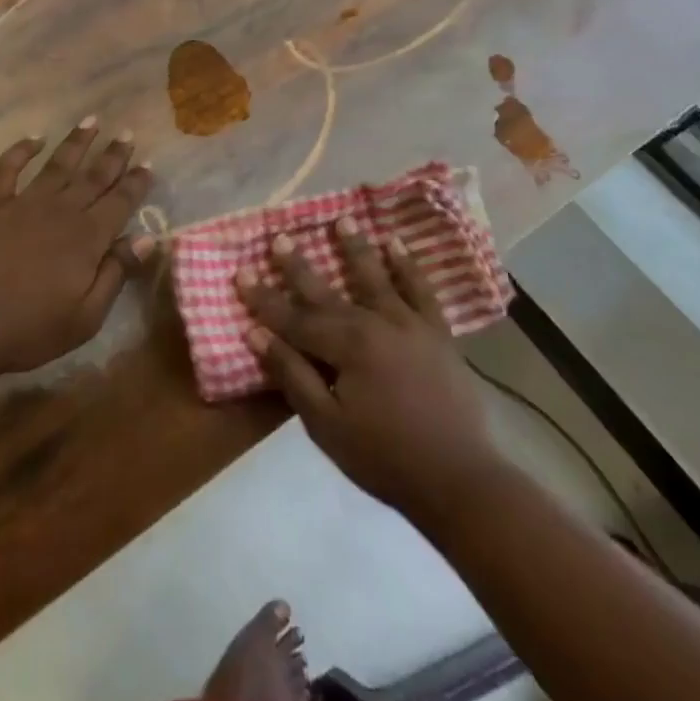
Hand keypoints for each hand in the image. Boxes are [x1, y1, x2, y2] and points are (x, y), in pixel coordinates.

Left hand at [0, 119, 153, 376]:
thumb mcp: (86, 316)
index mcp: (87, 238)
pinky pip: (6, 170)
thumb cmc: (30, 328)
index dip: (136, 182)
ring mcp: (23, 204)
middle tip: (127, 133)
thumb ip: (116, 273)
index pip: (120, 202)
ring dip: (76, 142)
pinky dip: (20, 151)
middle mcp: (61, 211)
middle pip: (93, 177)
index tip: (148, 164)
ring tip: (91, 121)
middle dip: (113, 155)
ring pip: (57, 165)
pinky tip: (32, 138)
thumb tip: (146, 238)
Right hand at [237, 219, 501, 522]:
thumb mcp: (326, 425)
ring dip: (356, 249)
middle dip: (299, 266)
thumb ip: (293, 375)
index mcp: (346, 346)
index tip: (240, 273)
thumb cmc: (384, 458)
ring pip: (376, 277)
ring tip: (342, 220)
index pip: (293, 318)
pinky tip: (397, 245)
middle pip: (328, 291)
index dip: (264, 298)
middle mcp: (375, 323)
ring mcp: (410, 325)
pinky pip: (421, 291)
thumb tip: (257, 334)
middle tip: (280, 237)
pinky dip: (409, 266)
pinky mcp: (437, 334)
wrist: (459, 480)